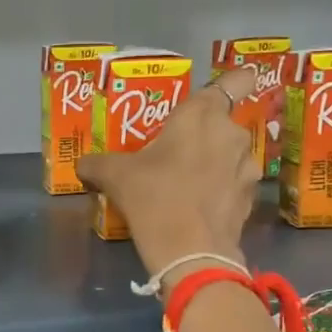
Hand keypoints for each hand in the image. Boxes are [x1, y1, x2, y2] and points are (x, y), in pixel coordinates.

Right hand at [76, 66, 257, 285]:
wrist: (190, 252)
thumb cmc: (153, 197)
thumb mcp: (115, 176)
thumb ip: (97, 164)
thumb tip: (82, 165)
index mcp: (202, 114)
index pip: (238, 80)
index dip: (235, 81)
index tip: (222, 93)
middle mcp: (231, 133)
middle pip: (224, 123)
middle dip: (206, 135)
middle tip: (177, 152)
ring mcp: (246, 167)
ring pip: (232, 154)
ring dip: (216, 163)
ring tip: (188, 182)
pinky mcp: (250, 198)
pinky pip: (234, 184)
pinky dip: (221, 190)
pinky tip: (198, 206)